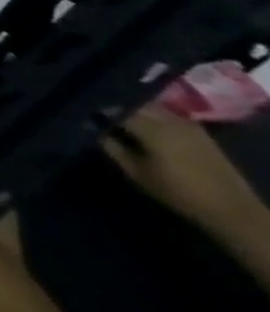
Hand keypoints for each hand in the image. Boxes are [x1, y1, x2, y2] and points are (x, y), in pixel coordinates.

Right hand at [103, 107, 267, 240]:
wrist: (232, 210)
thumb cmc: (178, 192)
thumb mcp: (136, 172)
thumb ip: (112, 146)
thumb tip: (93, 127)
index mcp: (150, 127)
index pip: (113, 107)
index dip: (95, 107)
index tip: (80, 110)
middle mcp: (168, 119)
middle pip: (132, 102)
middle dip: (113, 104)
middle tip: (95, 111)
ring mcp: (186, 123)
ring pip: (149, 105)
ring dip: (132, 108)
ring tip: (116, 115)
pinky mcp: (197, 130)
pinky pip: (165, 113)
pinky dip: (150, 114)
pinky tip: (143, 123)